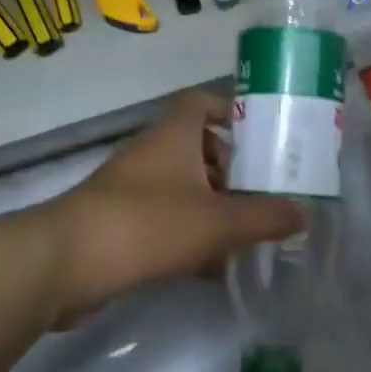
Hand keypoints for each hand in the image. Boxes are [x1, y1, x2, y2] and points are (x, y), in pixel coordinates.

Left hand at [48, 88, 304, 316]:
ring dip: (215, 208)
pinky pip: (168, 222)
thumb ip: (264, 217)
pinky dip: (193, 238)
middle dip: (234, 170)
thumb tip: (305, 213)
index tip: (264, 135)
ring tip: (250, 233)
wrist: (65, 264)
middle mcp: (153, 154)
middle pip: (200, 148)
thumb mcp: (216, 222)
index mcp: (174, 135)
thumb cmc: (147, 224)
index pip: (203, 101)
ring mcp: (134, 190)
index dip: (233, 111)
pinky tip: (217, 270)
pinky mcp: (123, 224)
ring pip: (186, 189)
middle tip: (266, 192)